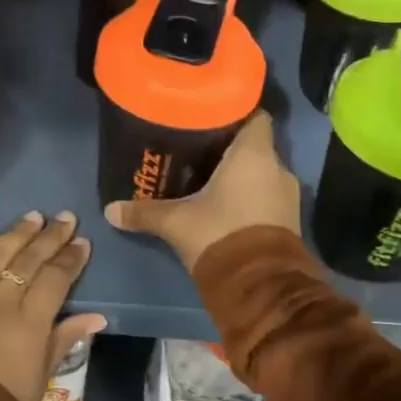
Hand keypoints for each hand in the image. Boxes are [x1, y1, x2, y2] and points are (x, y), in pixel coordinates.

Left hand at [0, 211, 107, 400]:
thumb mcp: (39, 379)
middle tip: (63, 217)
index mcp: (28, 324)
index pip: (54, 280)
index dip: (70, 259)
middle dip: (48, 237)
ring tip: (31, 218)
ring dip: (13, 234)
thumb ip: (63, 340)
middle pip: (26, 261)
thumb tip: (96, 316)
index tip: (82, 242)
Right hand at [103, 112, 300, 270]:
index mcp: (254, 154)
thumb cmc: (219, 235)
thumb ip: (144, 212)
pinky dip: (251, 197)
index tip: (212, 116)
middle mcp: (278, 167)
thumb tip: (110, 210)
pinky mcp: (290, 221)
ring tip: (210, 178)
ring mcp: (288, 196)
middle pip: (255, 146)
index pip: (256, 116)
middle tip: (200, 150)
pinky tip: (226, 205)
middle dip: (231, 149)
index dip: (237, 112)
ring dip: (242, 176)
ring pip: (262, 173)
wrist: (261, 287)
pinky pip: (268, 197)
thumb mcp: (176, 222)